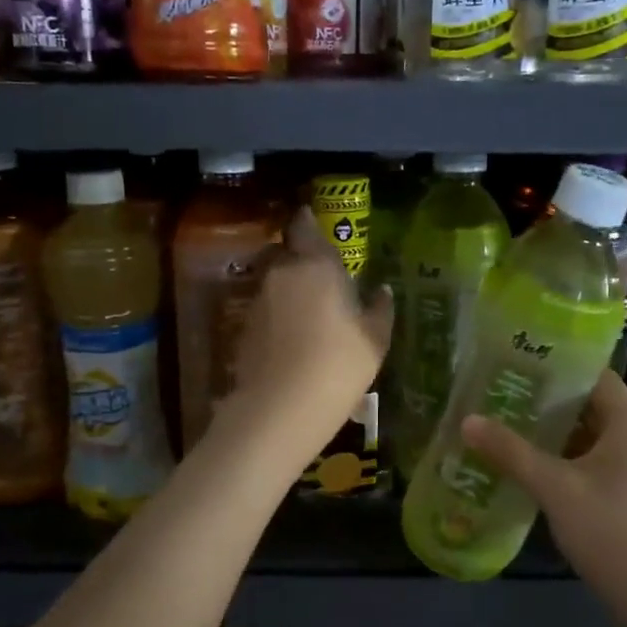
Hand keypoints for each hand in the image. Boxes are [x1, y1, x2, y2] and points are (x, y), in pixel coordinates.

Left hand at [229, 207, 393, 443]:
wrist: (281, 407)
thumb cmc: (339, 364)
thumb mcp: (374, 339)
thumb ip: (379, 308)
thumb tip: (381, 290)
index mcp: (315, 264)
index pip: (304, 226)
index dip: (307, 221)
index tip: (311, 220)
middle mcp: (281, 272)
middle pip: (286, 252)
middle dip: (299, 258)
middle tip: (321, 274)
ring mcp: (259, 300)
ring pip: (275, 281)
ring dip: (289, 288)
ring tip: (310, 310)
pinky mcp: (245, 327)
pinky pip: (266, 309)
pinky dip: (278, 314)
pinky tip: (293, 336)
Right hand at [460, 371, 626, 626]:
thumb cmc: (613, 535)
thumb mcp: (555, 490)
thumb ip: (511, 452)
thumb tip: (467, 420)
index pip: (596, 376)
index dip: (558, 370)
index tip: (519, 369)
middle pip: (599, 408)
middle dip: (554, 406)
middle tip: (508, 403)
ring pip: (605, 440)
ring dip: (567, 438)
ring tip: (521, 436)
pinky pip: (615, 466)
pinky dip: (584, 464)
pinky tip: (552, 479)